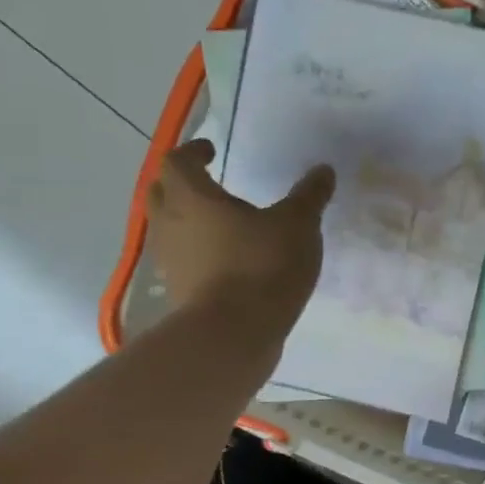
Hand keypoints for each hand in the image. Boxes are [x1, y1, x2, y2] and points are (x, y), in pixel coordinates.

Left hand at [145, 140, 333, 331]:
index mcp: (192, 197)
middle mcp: (170, 223)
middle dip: (180, 182)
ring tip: (217, 223)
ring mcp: (169, 260)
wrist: (235, 333)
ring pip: (167, 227)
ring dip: (185, 218)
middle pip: (161, 191)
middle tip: (207, 183)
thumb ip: (309, 196)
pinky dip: (195, 251)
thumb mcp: (298, 225)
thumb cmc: (263, 266)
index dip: (193, 151)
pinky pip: (180, 259)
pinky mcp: (177, 290)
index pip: (178, 161)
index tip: (211, 150)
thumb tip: (323, 170)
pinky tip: (222, 259)